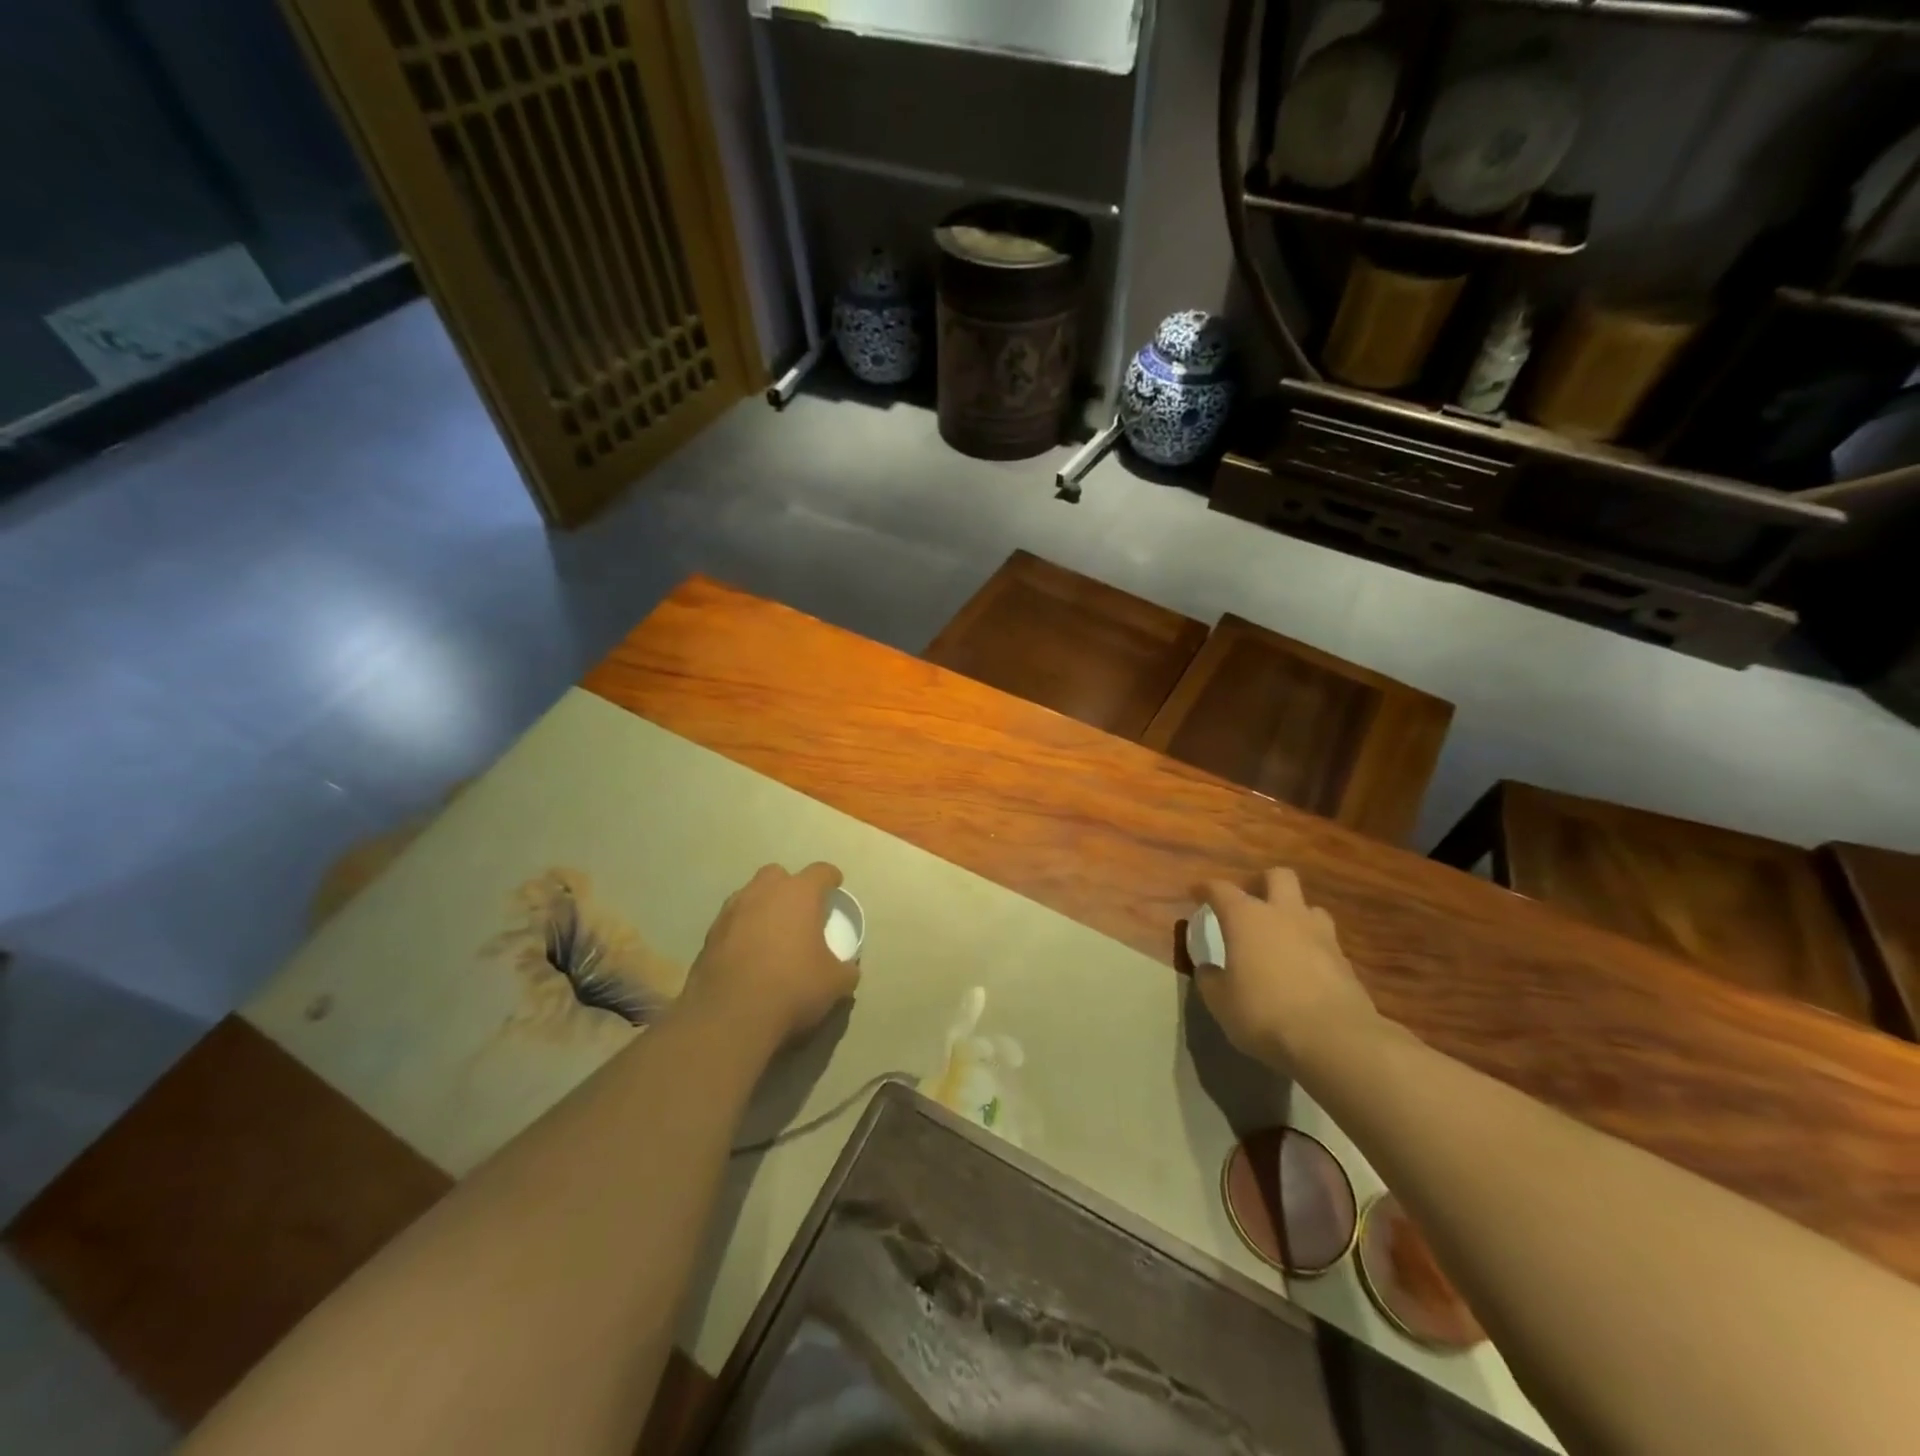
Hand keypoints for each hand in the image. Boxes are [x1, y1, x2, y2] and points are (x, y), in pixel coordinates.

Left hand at [683, 863, 857, 1046]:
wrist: (730, 1016)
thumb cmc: (792, 987)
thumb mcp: (834, 983)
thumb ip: (846, 969)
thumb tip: (848, 970)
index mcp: (799, 894)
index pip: (820, 872)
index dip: (831, 878)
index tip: (835, 887)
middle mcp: (763, 892)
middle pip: (778, 874)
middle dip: (789, 886)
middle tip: (799, 910)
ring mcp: (732, 911)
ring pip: (750, 895)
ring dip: (762, 906)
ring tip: (771, 933)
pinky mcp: (710, 935)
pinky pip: (732, 922)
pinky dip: (741, 930)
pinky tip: (748, 954)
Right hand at [1195, 868, 1379, 1069]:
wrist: (1334, 1039)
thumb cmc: (1264, 1012)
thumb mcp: (1220, 1001)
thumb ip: (1210, 979)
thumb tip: (1209, 969)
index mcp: (1246, 917)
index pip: (1221, 889)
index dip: (1206, 889)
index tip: (1197, 893)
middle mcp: (1284, 915)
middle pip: (1278, 877)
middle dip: (1263, 883)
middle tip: (1250, 902)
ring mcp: (1320, 935)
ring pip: (1309, 907)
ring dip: (1294, 915)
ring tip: (1282, 935)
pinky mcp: (1345, 962)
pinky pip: (1325, 942)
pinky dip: (1311, 948)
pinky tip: (1303, 969)